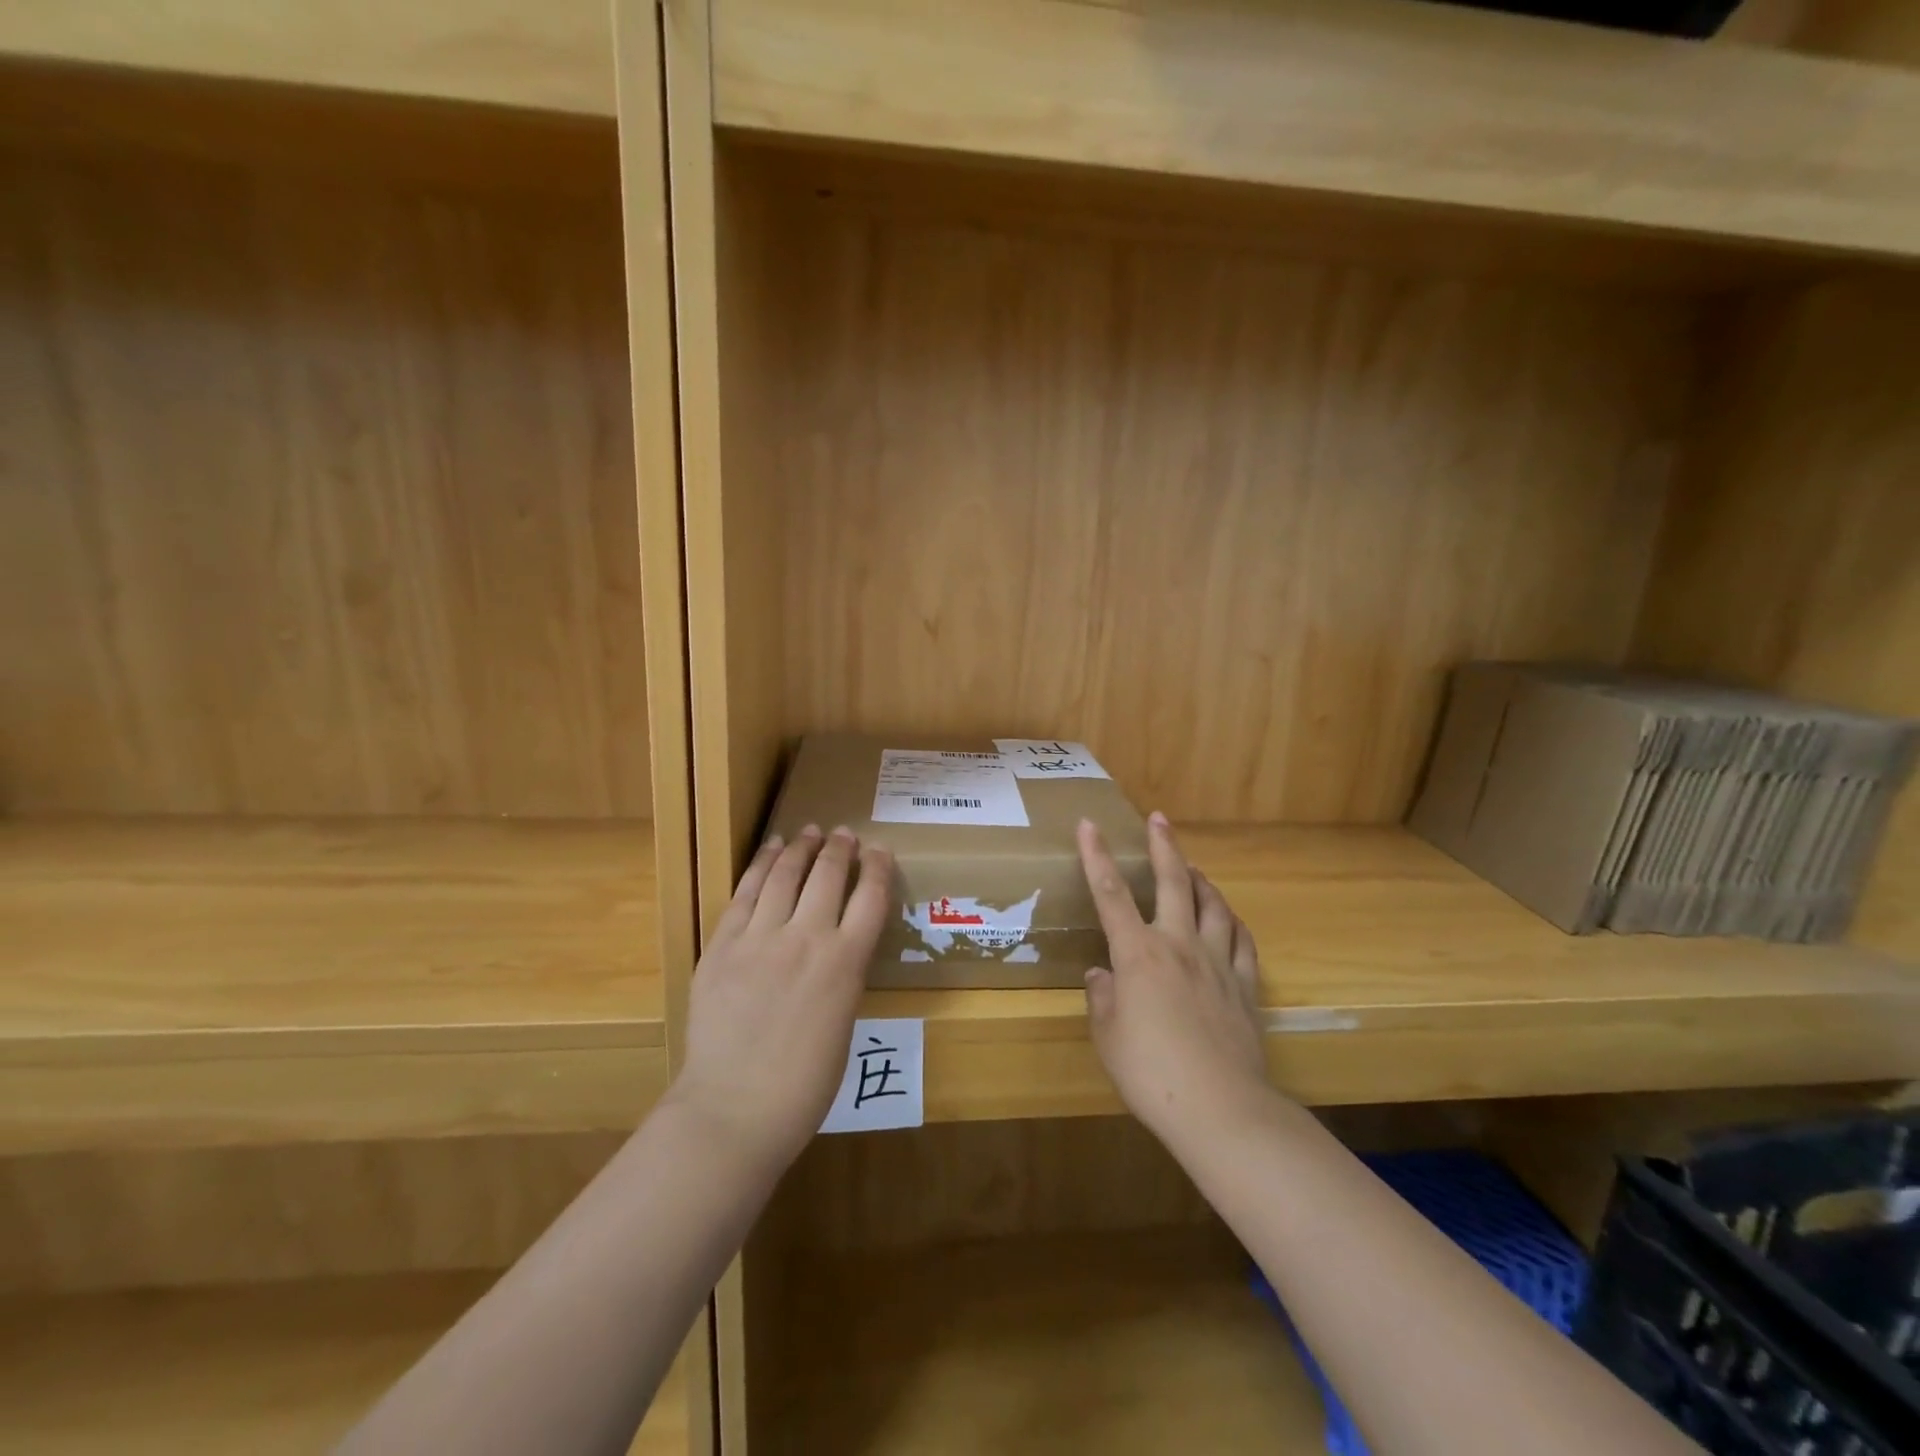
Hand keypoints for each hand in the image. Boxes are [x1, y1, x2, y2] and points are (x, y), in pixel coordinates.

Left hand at [669, 826, 891, 1174]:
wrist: (733, 1110)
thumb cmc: (803, 1085)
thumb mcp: (844, 1024)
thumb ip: (842, 977)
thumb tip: (837, 949)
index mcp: (846, 963)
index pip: (871, 897)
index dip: (878, 867)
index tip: (879, 851)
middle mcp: (807, 938)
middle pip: (828, 875)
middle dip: (840, 848)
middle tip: (844, 834)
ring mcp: (760, 938)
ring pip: (785, 875)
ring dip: (800, 848)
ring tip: (809, 832)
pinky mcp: (722, 945)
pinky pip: (745, 893)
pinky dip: (761, 866)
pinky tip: (770, 851)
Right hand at [1079, 813, 1271, 1148]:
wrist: (1220, 1107)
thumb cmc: (1150, 1071)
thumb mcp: (1108, 1036)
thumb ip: (1102, 998)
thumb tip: (1103, 975)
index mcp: (1138, 954)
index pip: (1111, 894)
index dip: (1096, 856)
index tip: (1089, 824)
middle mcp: (1179, 945)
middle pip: (1174, 884)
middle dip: (1164, 847)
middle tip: (1160, 820)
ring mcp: (1218, 963)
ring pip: (1214, 906)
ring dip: (1202, 881)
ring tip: (1193, 869)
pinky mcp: (1245, 987)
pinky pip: (1242, 942)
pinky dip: (1232, 923)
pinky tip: (1228, 920)